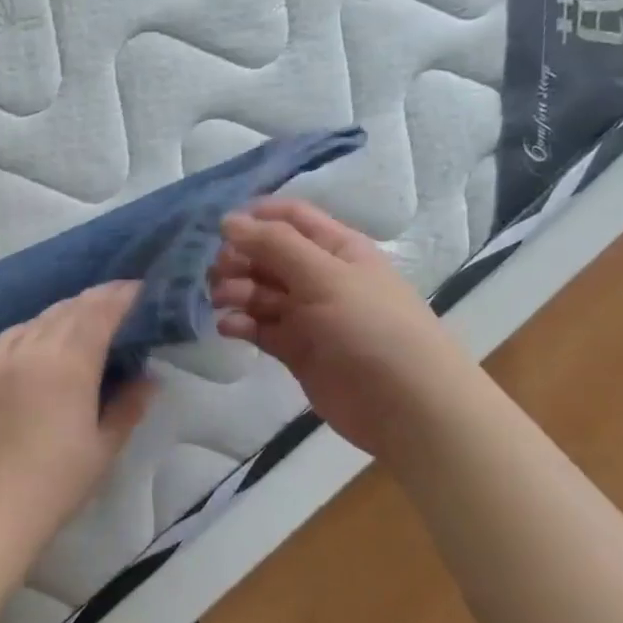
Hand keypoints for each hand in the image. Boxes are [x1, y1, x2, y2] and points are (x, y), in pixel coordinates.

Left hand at [0, 282, 156, 540]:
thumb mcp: (105, 446)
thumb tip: (149, 378)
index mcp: (69, 363)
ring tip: (88, 315)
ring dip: (68, 310)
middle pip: (70, 309)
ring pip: (40, 318)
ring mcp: (3, 358)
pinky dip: (35, 326)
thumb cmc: (57, 482)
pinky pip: (13, 334)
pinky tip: (43, 336)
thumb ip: (129, 405)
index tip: (141, 289)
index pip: (99, 313)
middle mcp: (34, 349)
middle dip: (98, 299)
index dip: (122, 296)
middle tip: (122, 299)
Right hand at [210, 198, 463, 456]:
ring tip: (222, 302)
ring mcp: (307, 314)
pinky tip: (229, 328)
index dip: (255, 218)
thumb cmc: (370, 328)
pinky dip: (241, 324)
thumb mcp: (324, 276)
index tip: (220, 229)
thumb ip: (274, 245)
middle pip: (268, 255)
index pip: (290, 218)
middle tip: (219, 274)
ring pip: (259, 291)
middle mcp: (320, 276)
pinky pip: (260, 327)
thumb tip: (228, 221)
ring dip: (236, 291)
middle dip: (239, 259)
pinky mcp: (295, 348)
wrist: (404, 404)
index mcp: (336, 248)